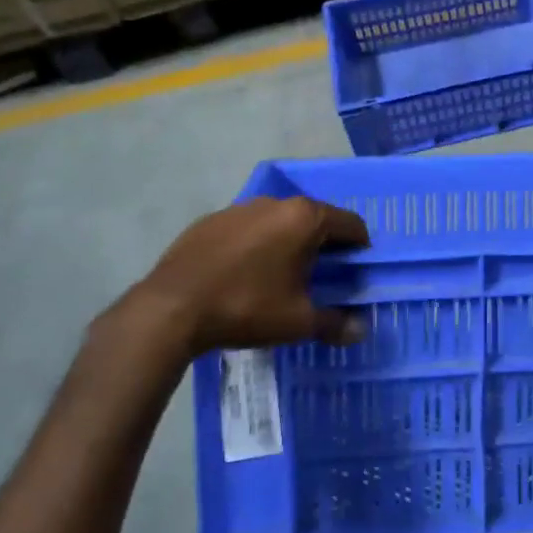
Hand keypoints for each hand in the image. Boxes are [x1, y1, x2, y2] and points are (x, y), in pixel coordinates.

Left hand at [112, 197, 370, 355]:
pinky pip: (246, 228)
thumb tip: (361, 331)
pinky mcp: (211, 219)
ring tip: (279, 277)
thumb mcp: (297, 321)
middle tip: (320, 278)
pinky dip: (255, 245)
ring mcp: (240, 207)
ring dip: (287, 242)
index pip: (350, 225)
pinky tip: (242, 274)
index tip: (355, 272)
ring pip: (278, 221)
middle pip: (314, 219)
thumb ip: (334, 323)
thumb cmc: (247, 307)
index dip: (359, 248)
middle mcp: (276, 202)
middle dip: (323, 245)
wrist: (172, 308)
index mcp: (305, 218)